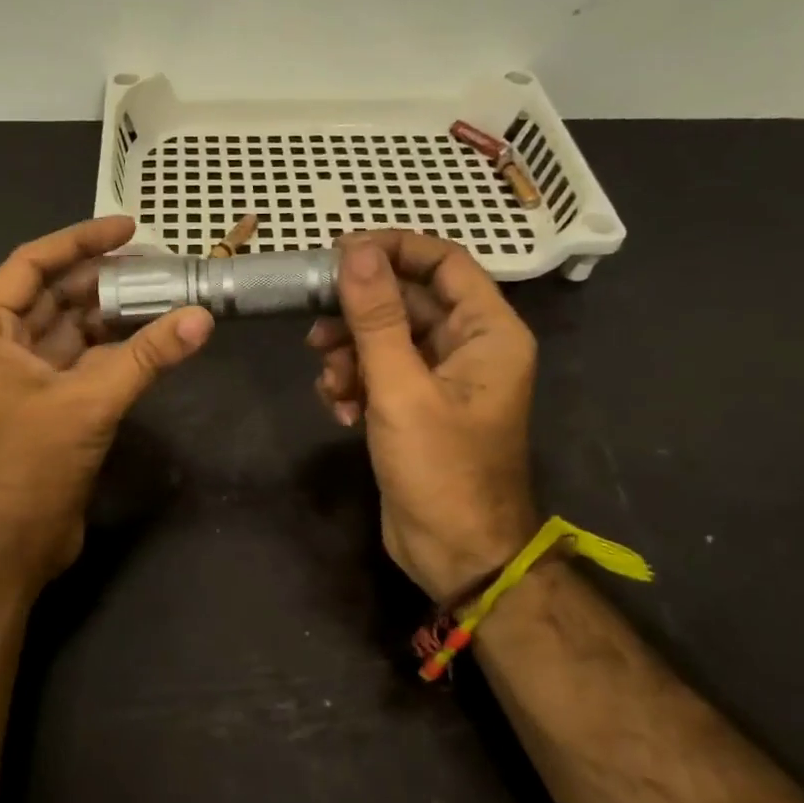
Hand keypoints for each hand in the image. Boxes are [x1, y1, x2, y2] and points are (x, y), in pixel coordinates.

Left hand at [0, 217, 213, 587]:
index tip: (127, 227)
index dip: (79, 241)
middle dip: (103, 277)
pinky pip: (82, 361)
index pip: (31, 265)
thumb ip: (146, 357)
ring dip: (112, 312)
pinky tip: (151, 336)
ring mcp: (23, 378)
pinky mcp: (47, 404)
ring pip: (71, 328)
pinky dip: (114, 348)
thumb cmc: (29, 466)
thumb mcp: (88, 403)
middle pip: (54, 295)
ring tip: (163, 292)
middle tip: (158, 262)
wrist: (8, 546)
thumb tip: (202, 318)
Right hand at [306, 232, 538, 598]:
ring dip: (350, 356)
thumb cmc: (440, 469)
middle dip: (358, 315)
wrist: (455, 553)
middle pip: (407, 302)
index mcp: (488, 331)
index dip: (392, 250)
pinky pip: (380, 374)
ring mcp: (441, 379)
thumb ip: (376, 317)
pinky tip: (341, 412)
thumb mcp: (401, 388)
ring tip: (331, 385)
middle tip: (315, 329)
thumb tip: (355, 251)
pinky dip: (355, 385)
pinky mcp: (416, 407)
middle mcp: (469, 347)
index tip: (339, 253)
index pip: (443, 262)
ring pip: (386, 339)